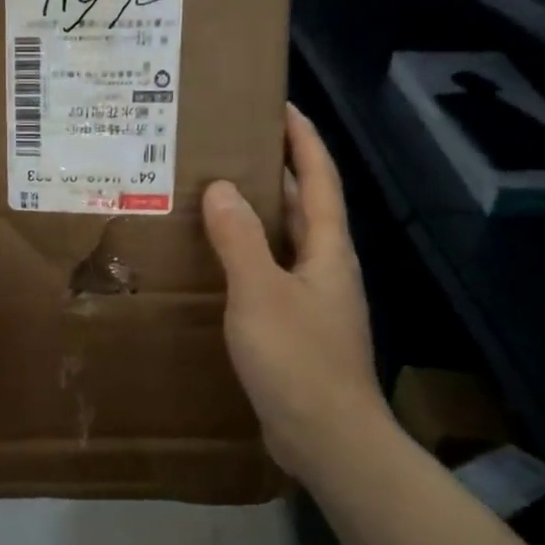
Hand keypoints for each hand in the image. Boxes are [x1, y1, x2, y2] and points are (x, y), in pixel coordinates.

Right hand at [202, 104, 388, 487]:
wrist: (327, 438)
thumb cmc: (298, 359)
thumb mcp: (260, 292)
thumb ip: (240, 239)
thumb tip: (223, 188)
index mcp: (328, 250)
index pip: (320, 179)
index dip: (303, 140)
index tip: (280, 106)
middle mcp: (327, 268)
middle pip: (305, 208)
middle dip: (277, 173)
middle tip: (232, 149)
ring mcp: (314, 301)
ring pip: (285, 244)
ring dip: (259, 218)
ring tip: (215, 199)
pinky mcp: (298, 330)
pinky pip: (271, 277)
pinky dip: (248, 259)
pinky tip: (217, 265)